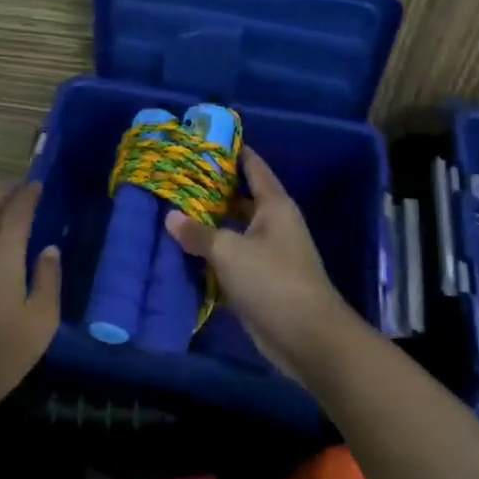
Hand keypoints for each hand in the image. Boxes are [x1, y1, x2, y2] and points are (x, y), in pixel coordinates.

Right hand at [166, 149, 358, 379]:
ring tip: (170, 210)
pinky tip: (181, 251)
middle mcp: (272, 224)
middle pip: (238, 197)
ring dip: (207, 224)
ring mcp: (267, 253)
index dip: (231, 150)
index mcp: (274, 205)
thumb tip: (170, 217)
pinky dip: (210, 254)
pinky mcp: (259, 281)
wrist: (308, 339)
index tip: (202, 139)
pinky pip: (230, 258)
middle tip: (174, 176)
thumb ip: (198, 232)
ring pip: (232, 229)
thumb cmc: (273, 281)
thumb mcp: (229, 251)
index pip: (252, 165)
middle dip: (209, 188)